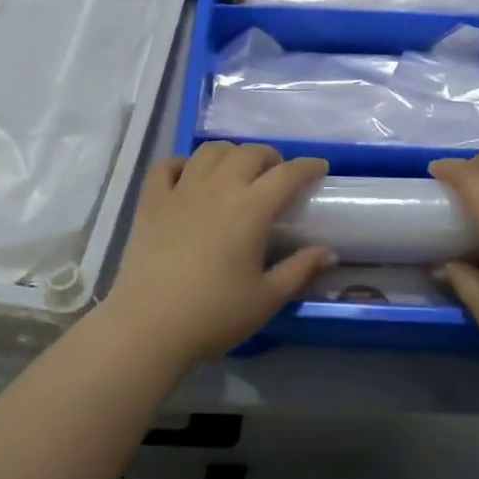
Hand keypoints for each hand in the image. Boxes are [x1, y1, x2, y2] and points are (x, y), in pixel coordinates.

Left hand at [105, 143, 333, 367]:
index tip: (319, 168)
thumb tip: (328, 252)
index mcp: (251, 208)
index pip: (287, 174)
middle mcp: (218, 187)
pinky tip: (188, 177)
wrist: (149, 326)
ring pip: (209, 152)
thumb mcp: (267, 298)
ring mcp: (181, 190)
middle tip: (277, 174)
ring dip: (230, 154)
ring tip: (236, 170)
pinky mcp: (151, 201)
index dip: (307, 167)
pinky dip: (182, 164)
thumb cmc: (215, 314)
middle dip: (269, 157)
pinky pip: (166, 166)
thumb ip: (300, 270)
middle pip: (249, 153)